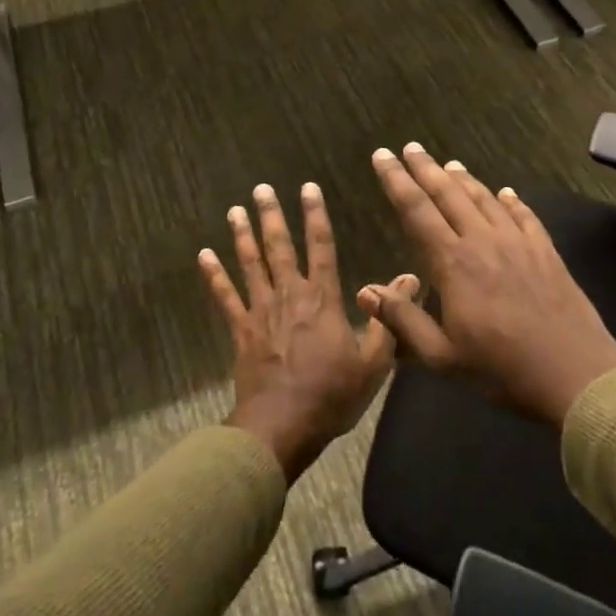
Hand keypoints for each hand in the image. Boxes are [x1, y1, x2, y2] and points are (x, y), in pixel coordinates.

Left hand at [201, 181, 415, 482]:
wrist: (282, 427)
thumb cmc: (331, 395)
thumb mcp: (374, 362)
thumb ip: (391, 318)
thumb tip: (411, 278)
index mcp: (323, 299)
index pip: (321, 246)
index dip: (315, 215)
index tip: (308, 187)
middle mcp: (290, 295)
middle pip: (280, 247)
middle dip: (272, 215)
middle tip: (262, 188)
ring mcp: (261, 311)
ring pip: (251, 264)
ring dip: (243, 235)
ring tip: (235, 209)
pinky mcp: (241, 330)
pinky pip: (225, 297)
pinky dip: (214, 275)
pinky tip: (204, 255)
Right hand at [359, 144, 615, 426]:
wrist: (575, 372)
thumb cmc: (502, 368)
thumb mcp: (442, 356)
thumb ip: (403, 320)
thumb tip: (365, 291)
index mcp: (452, 262)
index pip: (416, 210)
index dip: (396, 181)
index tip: (382, 156)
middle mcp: (482, 240)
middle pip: (448, 194)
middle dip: (425, 168)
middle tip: (410, 147)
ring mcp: (518, 242)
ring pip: (484, 199)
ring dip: (463, 179)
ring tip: (448, 164)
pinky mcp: (545, 251)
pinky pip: (524, 215)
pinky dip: (511, 201)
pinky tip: (506, 193)